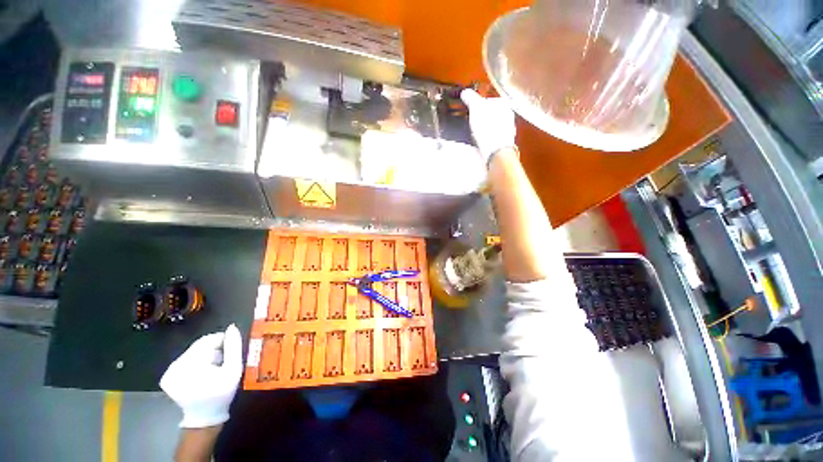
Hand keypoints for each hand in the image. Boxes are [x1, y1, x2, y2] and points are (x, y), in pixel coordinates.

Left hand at [161, 324, 242, 427]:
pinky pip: (185, 360)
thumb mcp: (234, 369)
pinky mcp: (167, 377)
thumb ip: (234, 347)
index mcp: (191, 363)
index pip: (208, 340)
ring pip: (192, 352)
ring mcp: (169, 372)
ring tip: (215, 367)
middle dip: (214, 350)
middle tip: (224, 360)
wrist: (205, 416)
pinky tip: (203, 373)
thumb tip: (232, 327)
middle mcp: (176, 365)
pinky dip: (196, 363)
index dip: (222, 341)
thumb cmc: (222, 393)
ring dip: (205, 356)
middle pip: (199, 346)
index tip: (231, 349)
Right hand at [460, 89, 516, 163]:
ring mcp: (507, 131)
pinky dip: (486, 138)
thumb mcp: (476, 108)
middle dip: (483, 116)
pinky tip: (480, 142)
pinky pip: (493, 138)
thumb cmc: (488, 127)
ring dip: (485, 128)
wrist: (495, 150)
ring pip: (493, 126)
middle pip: (493, 113)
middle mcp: (509, 116)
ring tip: (475, 133)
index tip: (471, 109)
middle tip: (472, 121)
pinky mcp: (503, 144)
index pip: (490, 100)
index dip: (479, 104)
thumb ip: (471, 98)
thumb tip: (465, 92)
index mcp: (504, 104)